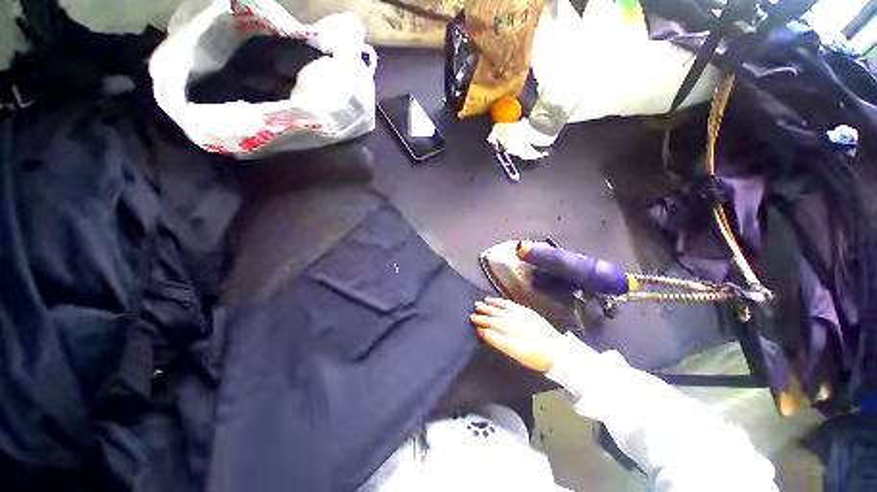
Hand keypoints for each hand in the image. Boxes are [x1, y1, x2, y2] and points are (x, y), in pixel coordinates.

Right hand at [470, 297, 564, 372]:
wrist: (559, 353)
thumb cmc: (536, 356)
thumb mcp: (515, 353)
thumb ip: (497, 341)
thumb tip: (483, 332)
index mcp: (511, 329)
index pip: (492, 323)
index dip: (482, 321)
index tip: (472, 318)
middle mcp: (515, 319)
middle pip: (497, 314)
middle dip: (485, 310)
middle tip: (474, 307)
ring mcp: (523, 315)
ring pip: (504, 307)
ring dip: (493, 304)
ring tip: (484, 301)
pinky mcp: (530, 313)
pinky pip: (514, 305)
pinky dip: (505, 302)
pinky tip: (501, 301)